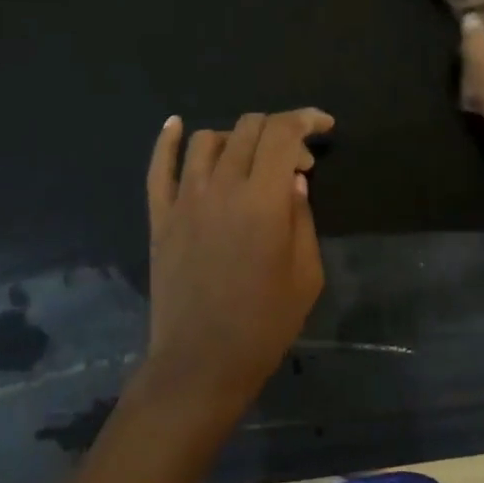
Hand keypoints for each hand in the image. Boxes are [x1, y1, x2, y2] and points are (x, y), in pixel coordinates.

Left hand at [142, 108, 334, 411]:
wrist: (202, 362)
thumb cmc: (265, 323)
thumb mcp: (307, 274)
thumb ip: (303, 218)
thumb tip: (294, 179)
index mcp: (264, 200)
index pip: (283, 134)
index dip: (306, 120)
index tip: (324, 126)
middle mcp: (223, 187)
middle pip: (248, 128)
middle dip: (280, 130)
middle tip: (297, 160)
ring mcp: (185, 199)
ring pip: (207, 140)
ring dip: (237, 137)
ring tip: (252, 159)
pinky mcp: (160, 216)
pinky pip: (159, 167)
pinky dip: (167, 139)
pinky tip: (176, 124)